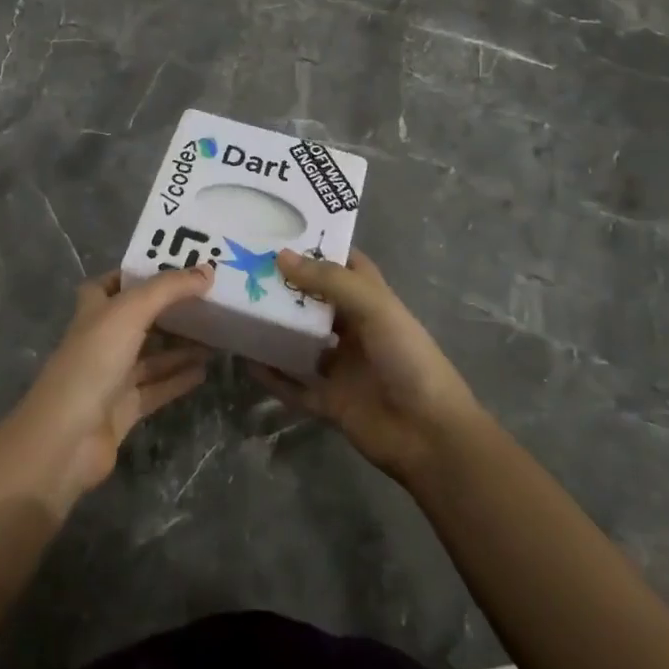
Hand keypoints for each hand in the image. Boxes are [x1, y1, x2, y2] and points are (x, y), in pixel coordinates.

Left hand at [2, 267, 212, 513]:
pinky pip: (157, 387)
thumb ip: (169, 289)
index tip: (175, 267)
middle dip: (169, 310)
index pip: (113, 283)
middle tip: (207, 299)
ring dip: (180, 346)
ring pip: (152, 355)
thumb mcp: (130, 312)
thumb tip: (207, 270)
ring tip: (217, 335)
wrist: (67, 437)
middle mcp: (102, 339)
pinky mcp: (125, 408)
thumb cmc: (94, 361)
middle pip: (139, 319)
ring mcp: (112, 376)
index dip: (139, 274)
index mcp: (94, 310)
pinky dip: (179, 379)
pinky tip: (205, 370)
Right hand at [256, 248, 483, 481]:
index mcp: (372, 302)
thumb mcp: (374, 308)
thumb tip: (280, 256)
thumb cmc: (408, 358)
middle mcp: (355, 329)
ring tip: (238, 310)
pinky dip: (272, 376)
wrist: (430, 435)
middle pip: (316, 302)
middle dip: (286, 287)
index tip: (280, 232)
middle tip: (244, 269)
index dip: (318, 248)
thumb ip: (329, 281)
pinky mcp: (330, 401)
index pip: (345, 265)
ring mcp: (341, 367)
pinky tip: (246, 362)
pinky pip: (294, 385)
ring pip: (301, 342)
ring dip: (276, 329)